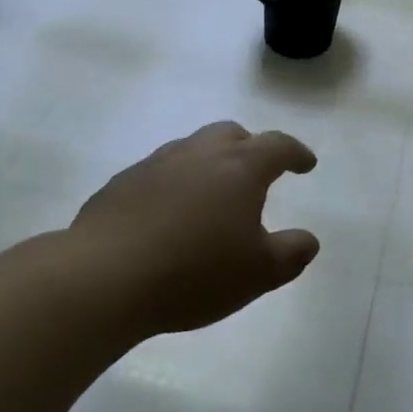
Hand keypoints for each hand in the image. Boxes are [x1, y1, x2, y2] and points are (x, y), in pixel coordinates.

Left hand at [71, 122, 320, 336]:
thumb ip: (291, 253)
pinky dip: (174, 183)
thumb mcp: (258, 273)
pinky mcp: (122, 182)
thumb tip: (308, 240)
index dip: (296, 153)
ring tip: (211, 195)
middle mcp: (199, 153)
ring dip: (209, 163)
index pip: (277, 145)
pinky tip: (168, 214)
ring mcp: (156, 163)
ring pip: (192, 148)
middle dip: (250, 148)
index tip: (307, 164)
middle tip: (257, 173)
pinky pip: (159, 172)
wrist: (104, 277)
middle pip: (231, 134)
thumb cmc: (194, 272)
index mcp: (239, 167)